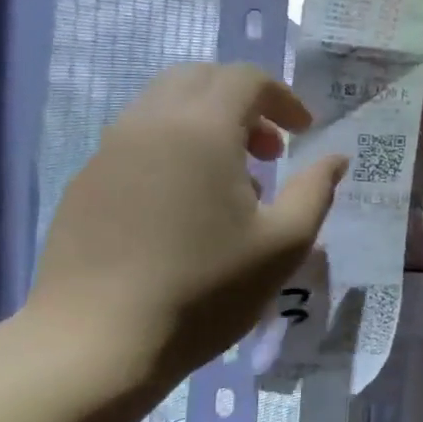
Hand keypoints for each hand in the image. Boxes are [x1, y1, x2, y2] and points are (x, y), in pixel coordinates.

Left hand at [29, 63, 347, 386]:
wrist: (96, 342)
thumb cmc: (205, 289)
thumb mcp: (283, 244)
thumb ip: (316, 191)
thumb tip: (336, 158)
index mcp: (202, 130)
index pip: (246, 79)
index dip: (283, 98)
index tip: (304, 134)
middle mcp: (150, 124)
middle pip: (200, 79)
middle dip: (244, 102)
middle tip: (270, 150)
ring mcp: (109, 151)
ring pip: (164, 107)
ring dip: (208, 124)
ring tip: (233, 182)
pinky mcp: (86, 182)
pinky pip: (138, 140)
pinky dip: (174, 148)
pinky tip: (187, 207)